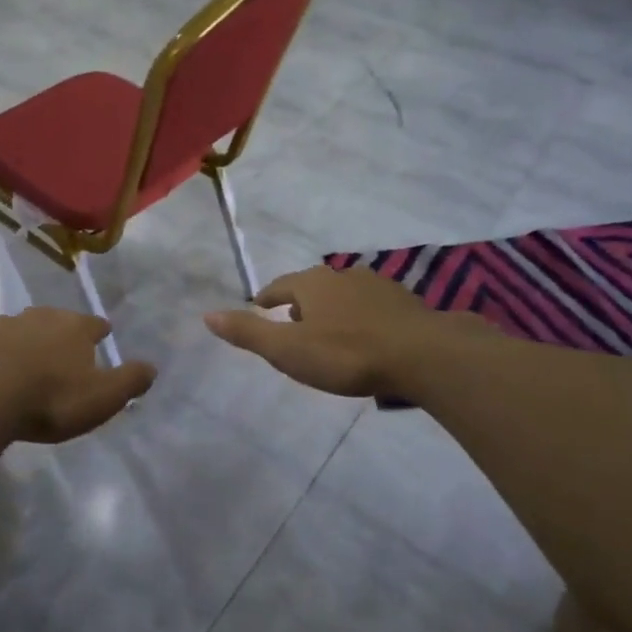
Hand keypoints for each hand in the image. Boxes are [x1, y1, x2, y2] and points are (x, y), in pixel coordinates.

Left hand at [0, 308, 154, 443]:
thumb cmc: (49, 400)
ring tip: (23, 364)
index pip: (93, 324)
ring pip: (16, 330)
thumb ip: (130, 381)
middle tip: (62, 353)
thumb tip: (152, 367)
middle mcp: (36, 317)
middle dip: (59, 333)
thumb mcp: (102, 398)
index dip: (99, 332)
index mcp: (72, 327)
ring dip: (22, 343)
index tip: (102, 336)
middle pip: (53, 321)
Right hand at [204, 266, 456, 397]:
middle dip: (300, 303)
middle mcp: (342, 276)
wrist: (423, 354)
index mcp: (311, 284)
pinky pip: (372, 307)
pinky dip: (361, 318)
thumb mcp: (288, 350)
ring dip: (332, 309)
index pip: (279, 286)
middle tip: (292, 324)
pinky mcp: (404, 303)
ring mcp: (377, 286)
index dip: (267, 298)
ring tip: (328, 331)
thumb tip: (207, 315)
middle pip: (312, 287)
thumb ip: (249, 333)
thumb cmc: (347, 354)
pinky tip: (366, 336)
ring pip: (344, 295)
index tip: (260, 307)